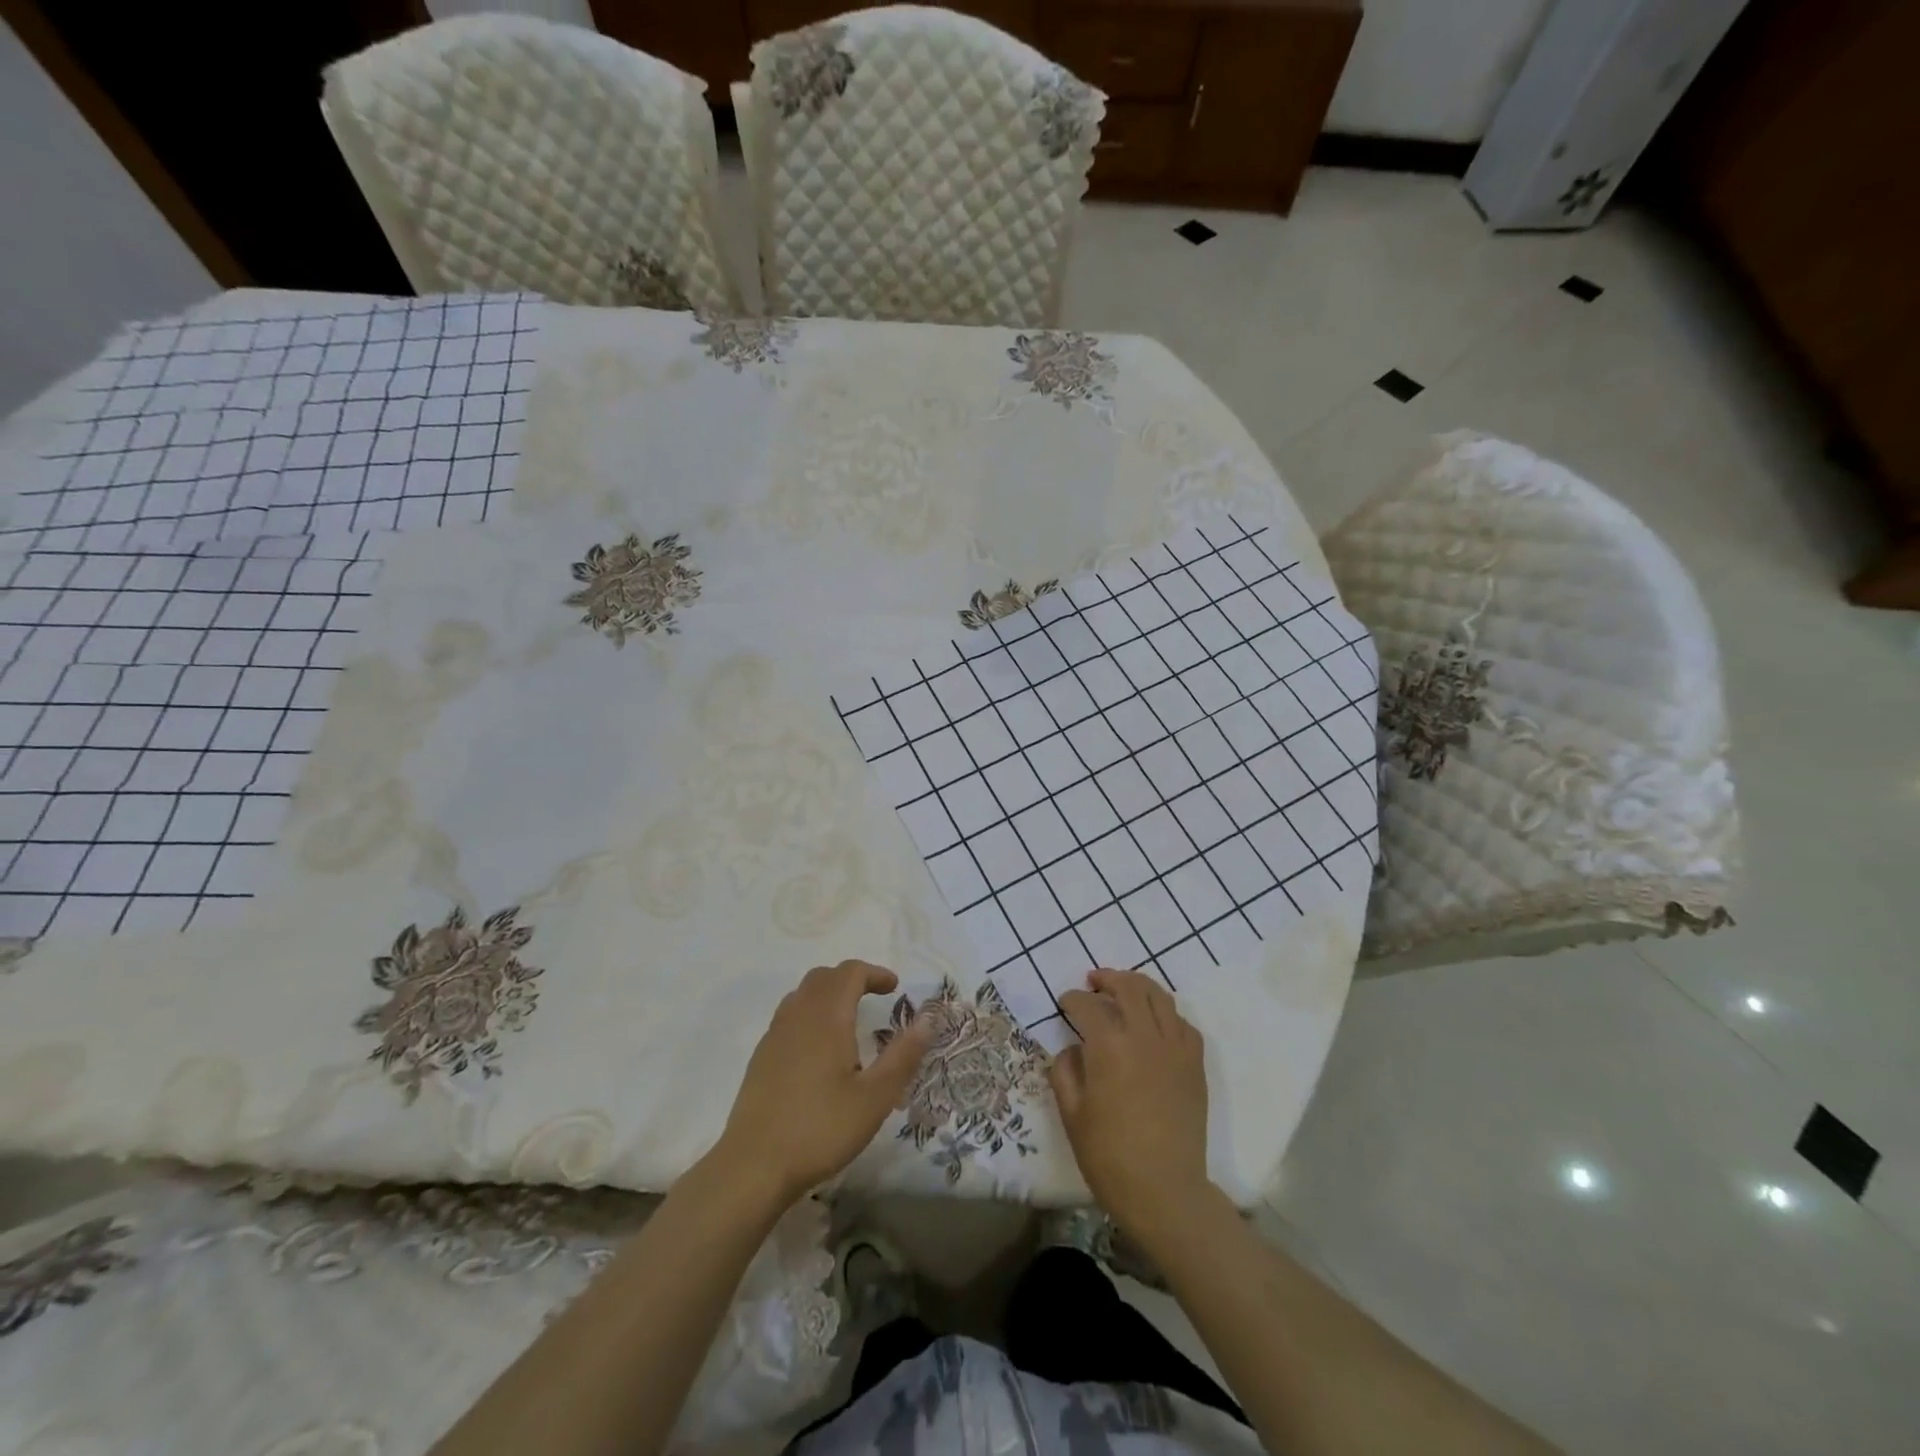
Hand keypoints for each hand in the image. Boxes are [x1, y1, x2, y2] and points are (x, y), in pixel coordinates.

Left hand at [712, 960, 932, 1206]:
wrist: (753, 1166)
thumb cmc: (821, 1129)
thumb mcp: (875, 1098)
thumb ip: (903, 1055)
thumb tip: (928, 1019)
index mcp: (827, 1017)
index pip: (850, 973)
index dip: (874, 973)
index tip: (894, 988)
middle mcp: (798, 1015)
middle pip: (824, 977)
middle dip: (852, 978)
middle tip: (875, 997)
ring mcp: (774, 1035)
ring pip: (802, 994)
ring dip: (828, 993)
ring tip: (848, 1018)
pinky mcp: (761, 1056)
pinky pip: (789, 1016)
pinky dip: (810, 1013)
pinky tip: (819, 1048)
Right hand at [1053, 969, 1212, 1239]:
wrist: (1165, 1193)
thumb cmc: (1109, 1157)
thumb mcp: (1072, 1114)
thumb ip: (1065, 1071)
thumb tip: (1072, 1049)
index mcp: (1109, 1046)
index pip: (1087, 1005)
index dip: (1071, 999)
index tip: (1064, 1004)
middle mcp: (1144, 1036)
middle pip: (1129, 987)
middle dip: (1107, 979)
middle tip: (1094, 982)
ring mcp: (1175, 1048)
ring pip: (1160, 997)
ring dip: (1138, 986)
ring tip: (1124, 991)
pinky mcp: (1195, 1065)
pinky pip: (1183, 1024)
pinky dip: (1167, 1014)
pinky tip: (1156, 1023)